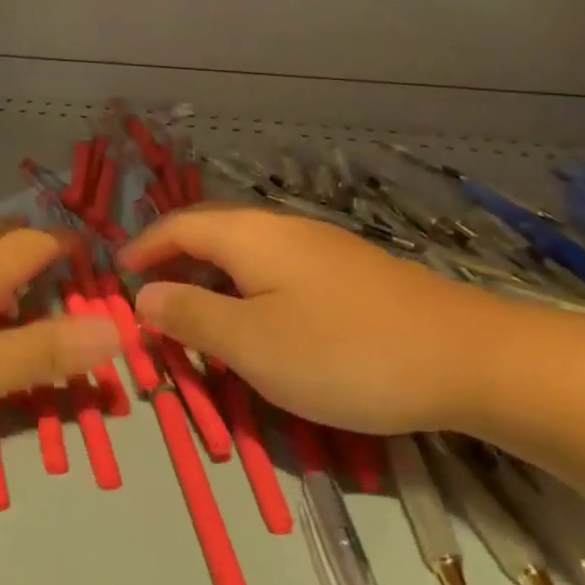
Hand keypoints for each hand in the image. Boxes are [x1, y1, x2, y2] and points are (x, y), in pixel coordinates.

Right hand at [120, 207, 511, 433]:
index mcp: (250, 236)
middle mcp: (281, 228)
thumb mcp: (253, 344)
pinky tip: (262, 324)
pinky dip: (248, 290)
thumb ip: (191, 316)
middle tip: (152, 302)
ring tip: (199, 318)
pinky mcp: (350, 273)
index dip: (143, 248)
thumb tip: (143, 295)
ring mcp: (321, 248)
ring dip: (212, 278)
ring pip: (246, 254)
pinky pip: (277, 270)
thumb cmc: (344, 352)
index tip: (117, 277)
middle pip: (211, 233)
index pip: (178, 226)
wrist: (468, 357)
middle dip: (175, 262)